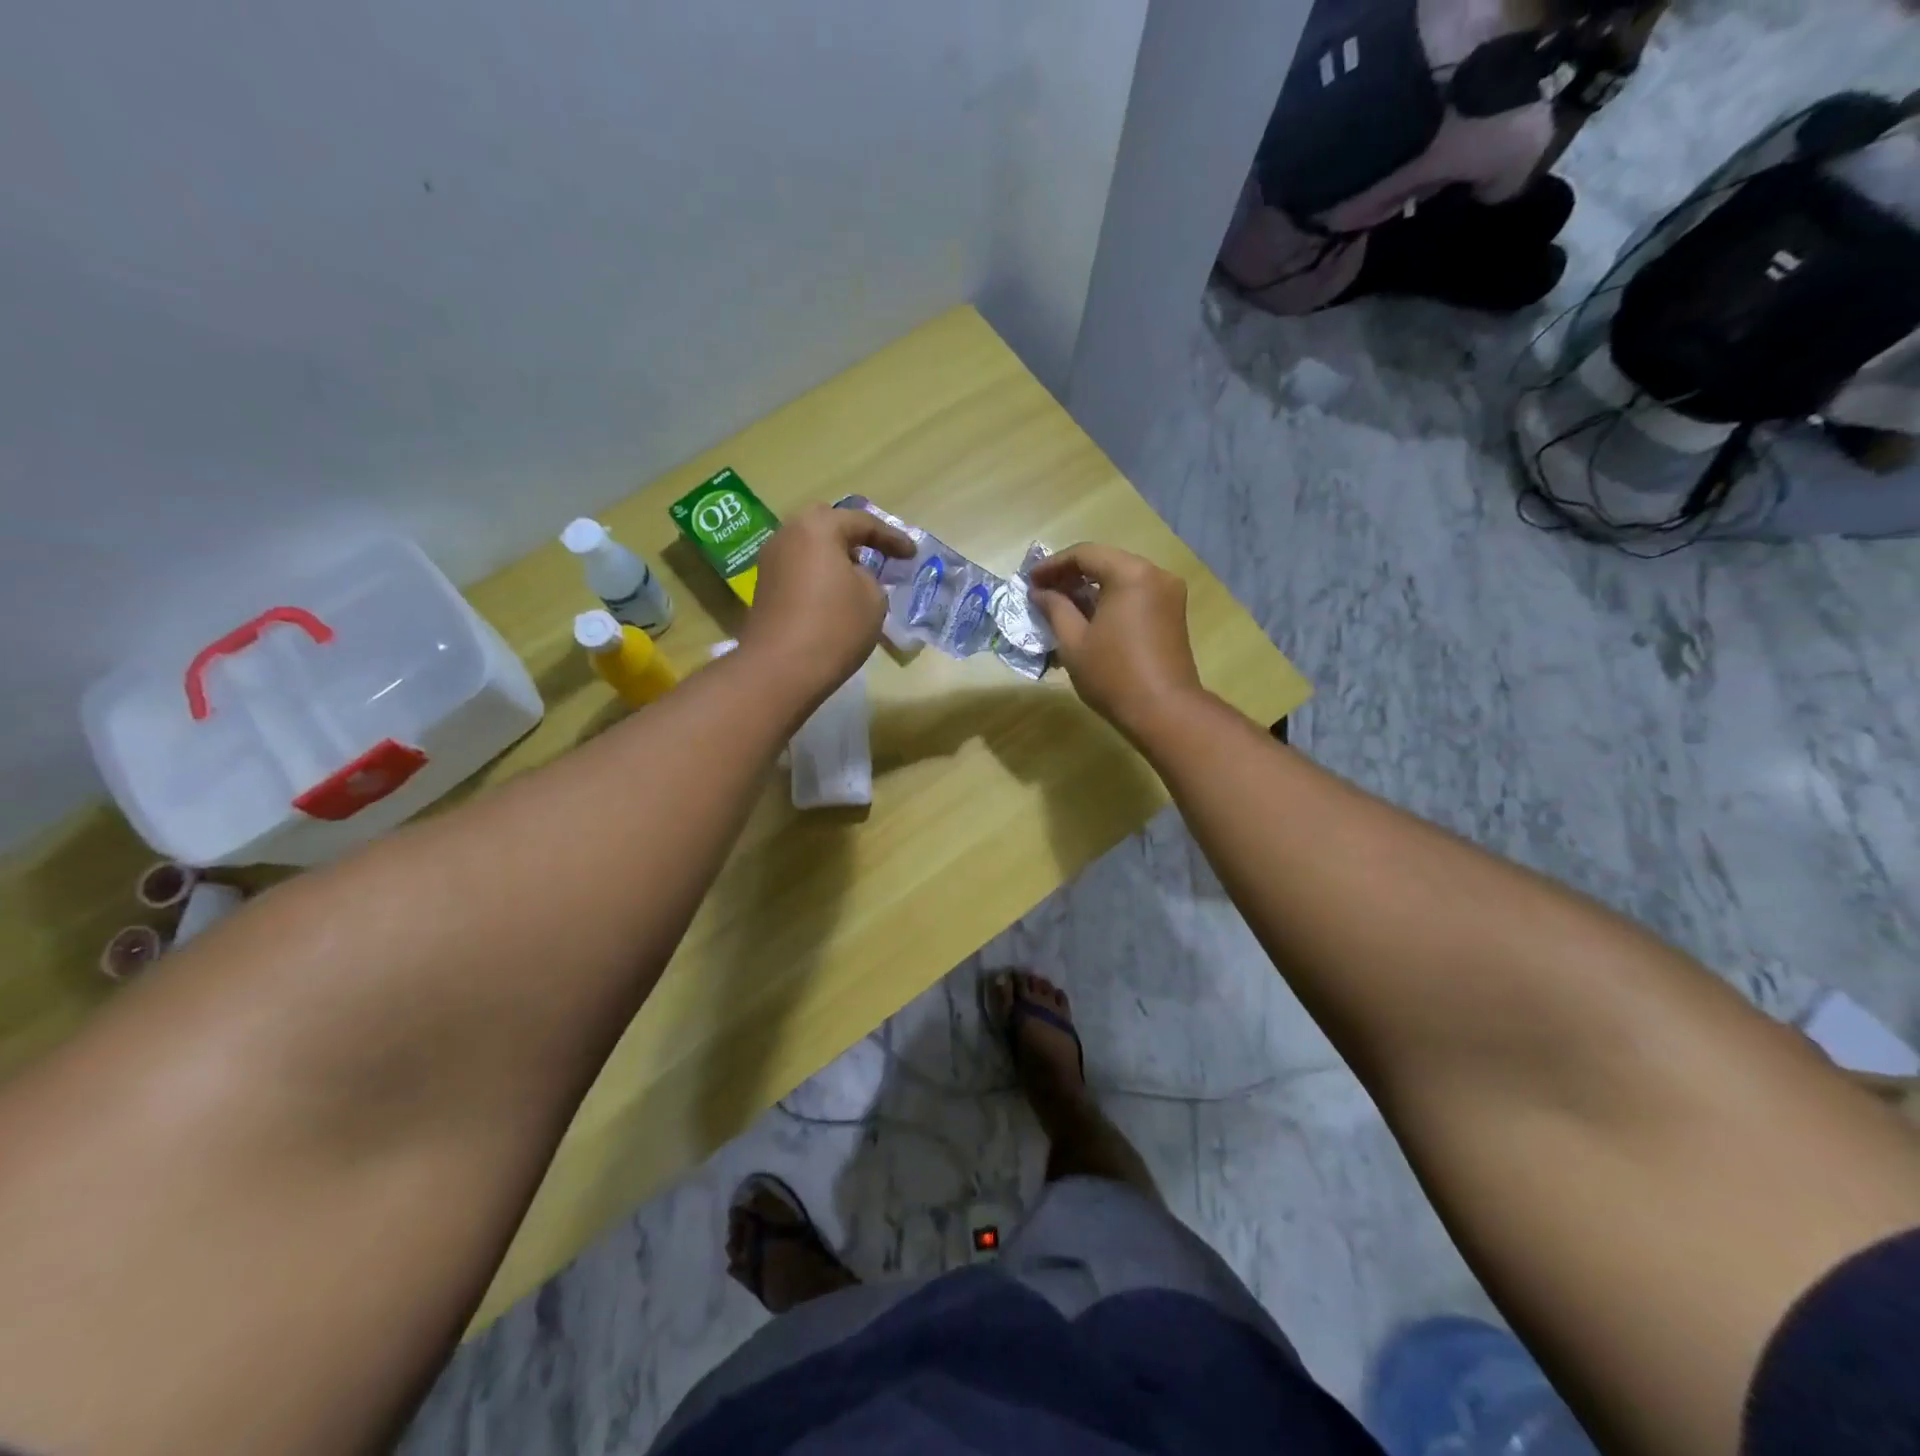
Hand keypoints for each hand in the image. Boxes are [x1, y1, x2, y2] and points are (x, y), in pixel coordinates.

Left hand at [742, 504, 912, 703]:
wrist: (781, 669)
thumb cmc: (834, 627)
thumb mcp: (873, 599)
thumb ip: (870, 578)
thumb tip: (853, 576)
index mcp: (817, 528)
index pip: (862, 522)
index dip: (892, 538)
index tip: (911, 554)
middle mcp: (788, 535)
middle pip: (827, 524)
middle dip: (855, 536)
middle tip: (878, 552)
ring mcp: (771, 561)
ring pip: (809, 547)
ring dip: (835, 556)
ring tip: (858, 575)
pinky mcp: (765, 588)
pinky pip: (799, 569)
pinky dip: (819, 574)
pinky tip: (835, 594)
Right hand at [1030, 544, 1203, 739]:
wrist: (1164, 711)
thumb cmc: (1113, 675)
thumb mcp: (1073, 641)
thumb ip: (1055, 608)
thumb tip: (1039, 592)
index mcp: (1130, 574)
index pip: (1085, 554)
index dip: (1053, 565)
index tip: (1030, 581)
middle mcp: (1155, 574)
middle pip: (1106, 562)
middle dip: (1072, 574)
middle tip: (1043, 592)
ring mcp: (1169, 593)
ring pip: (1122, 578)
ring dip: (1091, 588)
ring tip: (1062, 606)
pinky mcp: (1173, 613)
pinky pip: (1136, 594)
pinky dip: (1110, 599)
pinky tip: (1089, 617)